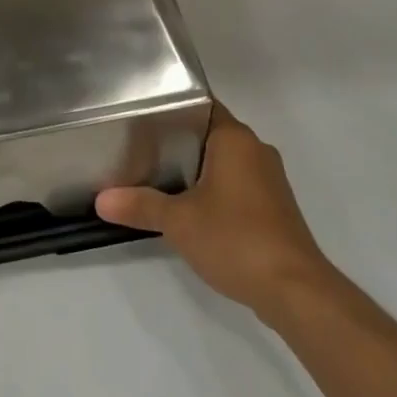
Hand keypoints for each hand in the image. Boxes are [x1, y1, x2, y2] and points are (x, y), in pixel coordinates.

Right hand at [97, 103, 334, 326]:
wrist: (295, 291)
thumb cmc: (236, 239)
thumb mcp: (178, 222)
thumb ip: (140, 206)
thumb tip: (100, 200)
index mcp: (235, 139)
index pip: (200, 104)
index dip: (172, 106)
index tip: (142, 114)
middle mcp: (256, 151)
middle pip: (211, 133)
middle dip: (178, 140)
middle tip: (140, 146)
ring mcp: (270, 181)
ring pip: (225, 161)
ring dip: (198, 169)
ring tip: (158, 176)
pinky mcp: (275, 208)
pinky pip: (238, 185)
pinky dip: (216, 190)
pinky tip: (192, 208)